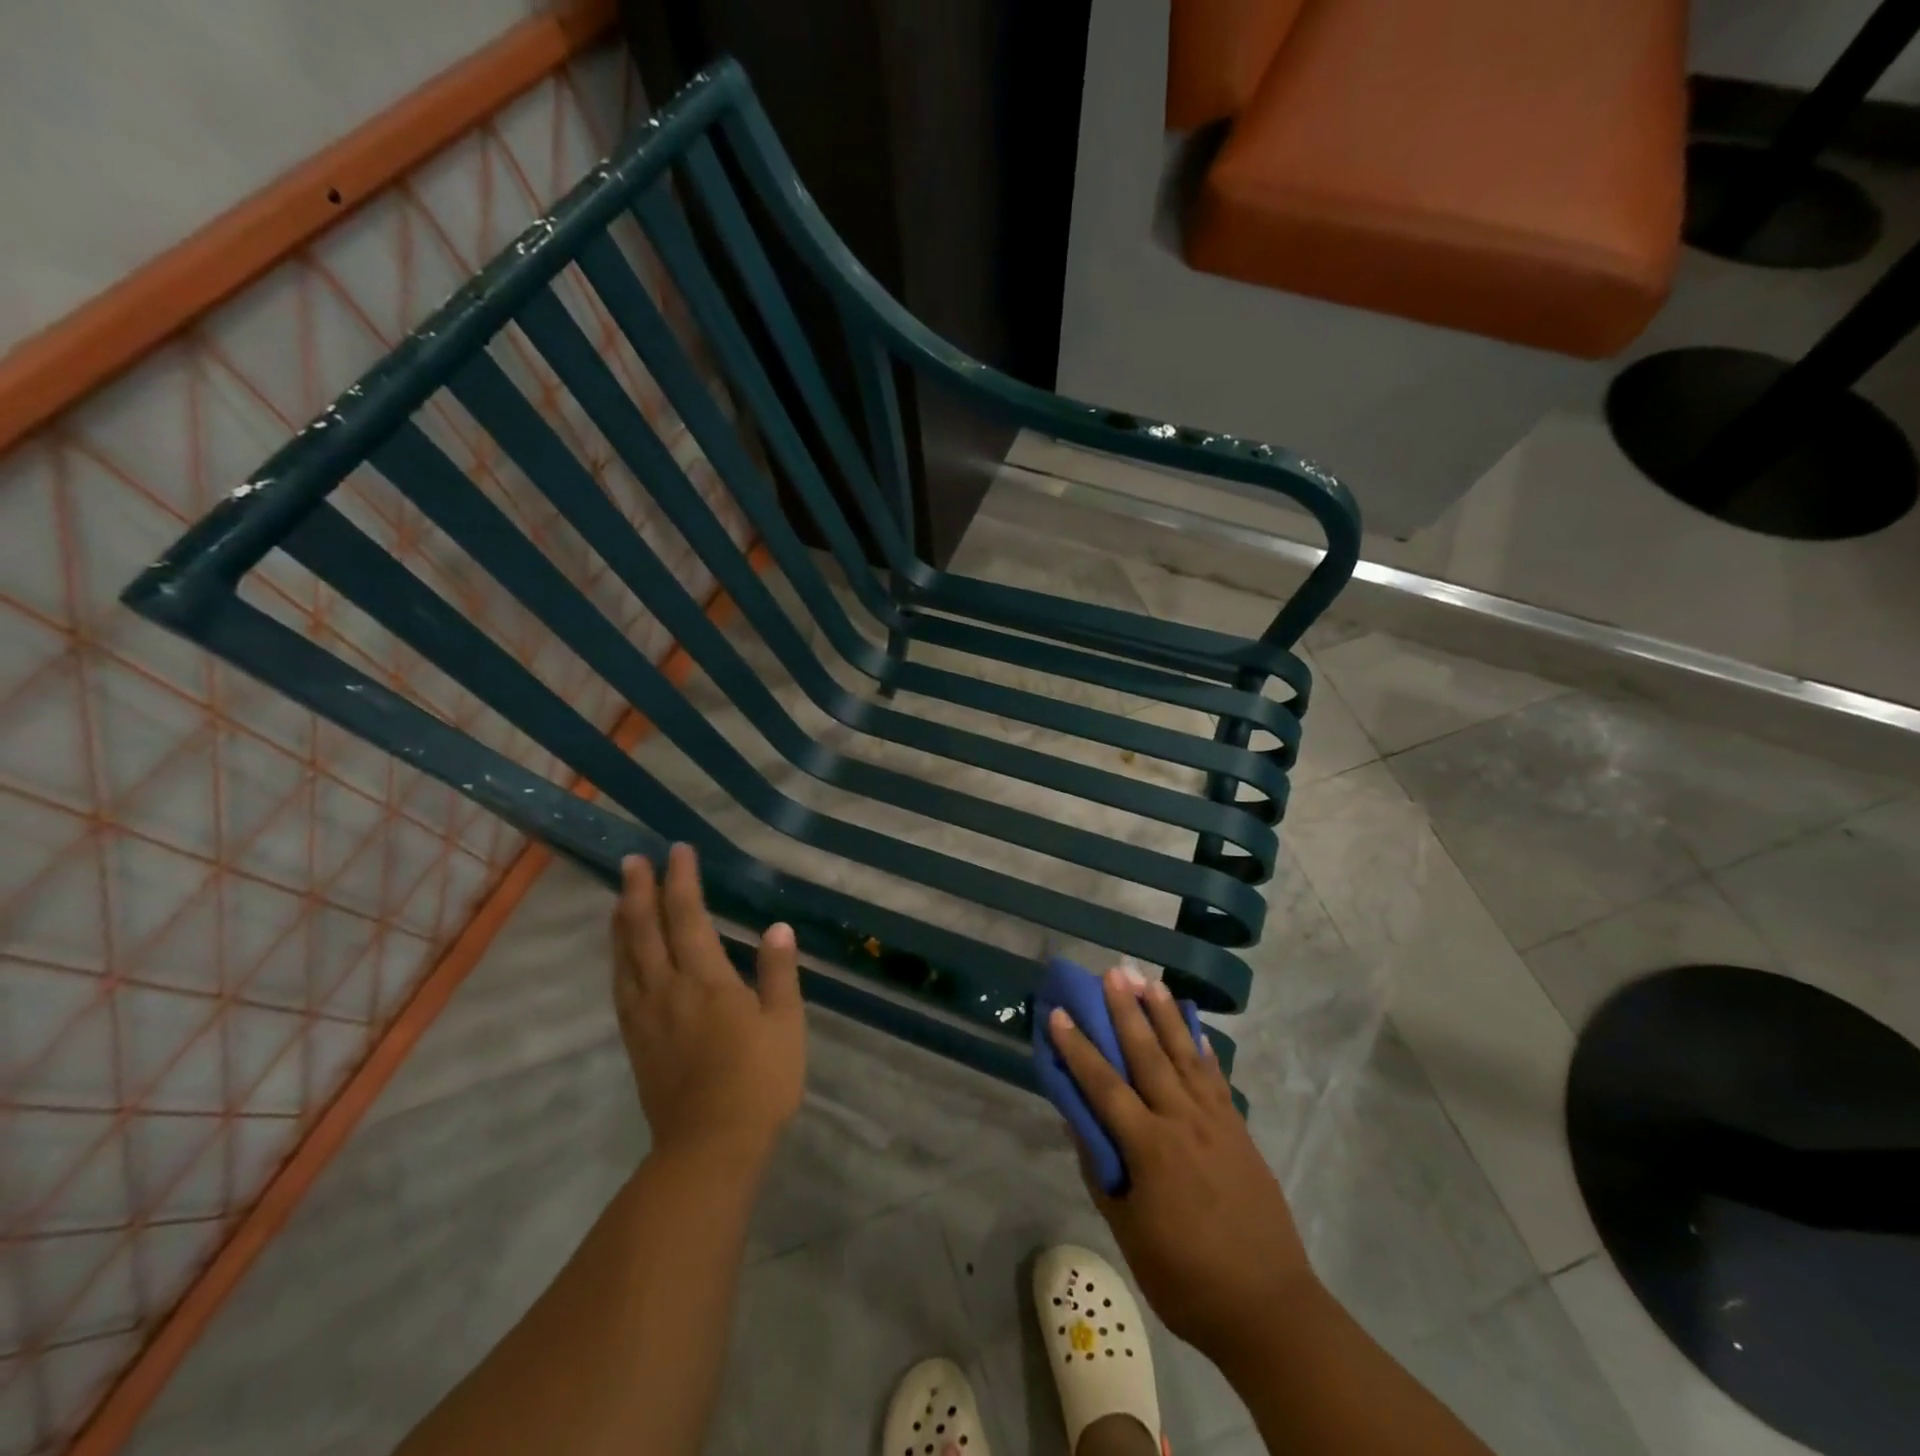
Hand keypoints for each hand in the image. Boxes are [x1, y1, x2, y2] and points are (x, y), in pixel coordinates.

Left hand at [612, 845, 805, 1166]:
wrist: (709, 1147)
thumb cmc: (758, 1082)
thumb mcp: (784, 1024)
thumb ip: (777, 973)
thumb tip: (777, 928)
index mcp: (706, 981)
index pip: (688, 918)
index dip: (681, 881)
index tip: (678, 850)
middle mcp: (668, 990)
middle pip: (646, 931)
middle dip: (639, 891)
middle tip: (631, 860)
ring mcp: (646, 1017)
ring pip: (626, 958)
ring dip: (621, 922)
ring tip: (618, 896)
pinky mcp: (636, 1042)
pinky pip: (620, 989)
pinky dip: (617, 961)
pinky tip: (620, 957)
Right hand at [1049, 968, 1316, 1358]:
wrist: (1268, 1307)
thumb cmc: (1186, 1277)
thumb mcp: (1128, 1232)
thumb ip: (1102, 1172)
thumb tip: (1079, 1123)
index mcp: (1150, 1147)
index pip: (1104, 1085)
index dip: (1078, 1048)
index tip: (1059, 1014)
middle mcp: (1182, 1121)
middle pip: (1148, 1055)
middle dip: (1126, 1011)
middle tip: (1112, 973)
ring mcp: (1215, 1122)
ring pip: (1185, 1055)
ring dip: (1165, 1016)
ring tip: (1149, 982)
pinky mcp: (1239, 1130)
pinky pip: (1216, 1078)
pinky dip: (1202, 1048)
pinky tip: (1193, 1028)